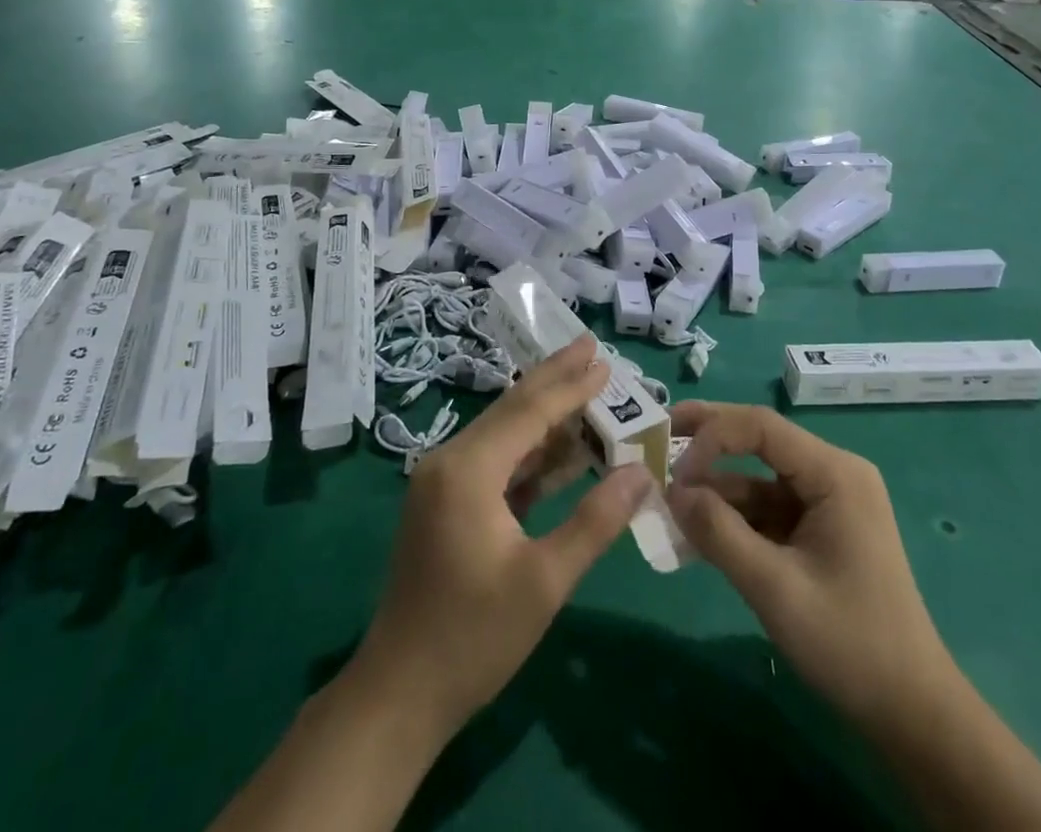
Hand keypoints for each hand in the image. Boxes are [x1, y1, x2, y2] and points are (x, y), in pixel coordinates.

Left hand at [352, 337, 651, 735]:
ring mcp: (443, 482)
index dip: (570, 386)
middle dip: (554, 379)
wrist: (400, 693)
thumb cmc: (473, 638)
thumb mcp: (544, 582)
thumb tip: (641, 473)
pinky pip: (495, 462)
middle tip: (590, 347)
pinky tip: (562, 448)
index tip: (604, 361)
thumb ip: (595, 522)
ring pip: (504, 433)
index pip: (529, 412)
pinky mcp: (445, 503)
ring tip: (586, 389)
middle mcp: (450, 461)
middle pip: (512, 409)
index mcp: (468, 470)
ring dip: (546, 416)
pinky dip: (530, 453)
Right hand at [666, 401, 950, 729]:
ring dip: (715, 489)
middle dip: (708, 440)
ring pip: (757, 478)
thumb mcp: (775, 589)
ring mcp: (826, 502)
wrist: (912, 714)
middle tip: (659, 437)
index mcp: (834, 473)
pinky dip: (733, 518)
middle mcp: (832, 474)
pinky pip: (766, 509)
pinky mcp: (818, 530)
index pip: (761, 426)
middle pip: (759, 439)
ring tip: (667, 502)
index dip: (711, 436)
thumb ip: (719, 534)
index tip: (674, 471)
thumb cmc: (850, 644)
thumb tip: (671, 491)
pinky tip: (697, 530)